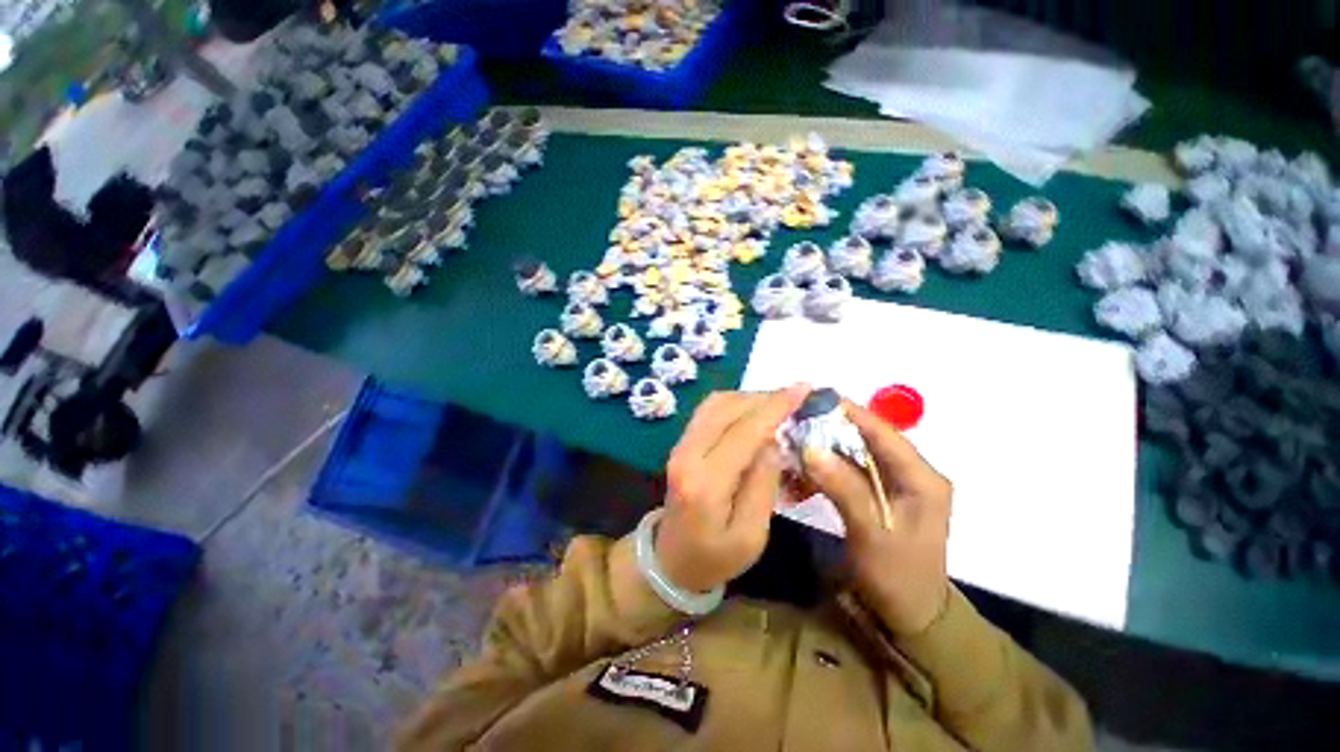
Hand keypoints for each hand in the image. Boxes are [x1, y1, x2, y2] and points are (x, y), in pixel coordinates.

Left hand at [656, 386, 811, 593]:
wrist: (670, 558)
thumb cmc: (716, 556)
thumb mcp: (752, 536)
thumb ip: (764, 484)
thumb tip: (773, 441)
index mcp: (705, 482)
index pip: (744, 431)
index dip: (775, 406)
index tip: (804, 389)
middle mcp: (687, 454)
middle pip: (728, 408)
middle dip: (765, 397)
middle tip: (797, 397)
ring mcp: (679, 444)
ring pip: (716, 403)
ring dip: (749, 397)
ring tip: (779, 404)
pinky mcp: (681, 442)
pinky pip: (709, 410)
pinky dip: (735, 403)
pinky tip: (754, 411)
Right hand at [801, 400, 952, 635]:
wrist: (908, 617)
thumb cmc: (897, 577)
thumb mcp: (871, 533)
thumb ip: (844, 487)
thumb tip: (811, 448)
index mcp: (922, 478)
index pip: (884, 433)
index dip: (850, 413)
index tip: (816, 398)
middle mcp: (910, 474)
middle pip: (866, 440)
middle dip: (829, 431)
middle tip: (795, 422)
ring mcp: (894, 485)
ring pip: (853, 455)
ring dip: (823, 452)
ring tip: (792, 448)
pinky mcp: (878, 495)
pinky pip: (848, 473)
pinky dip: (824, 472)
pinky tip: (801, 478)